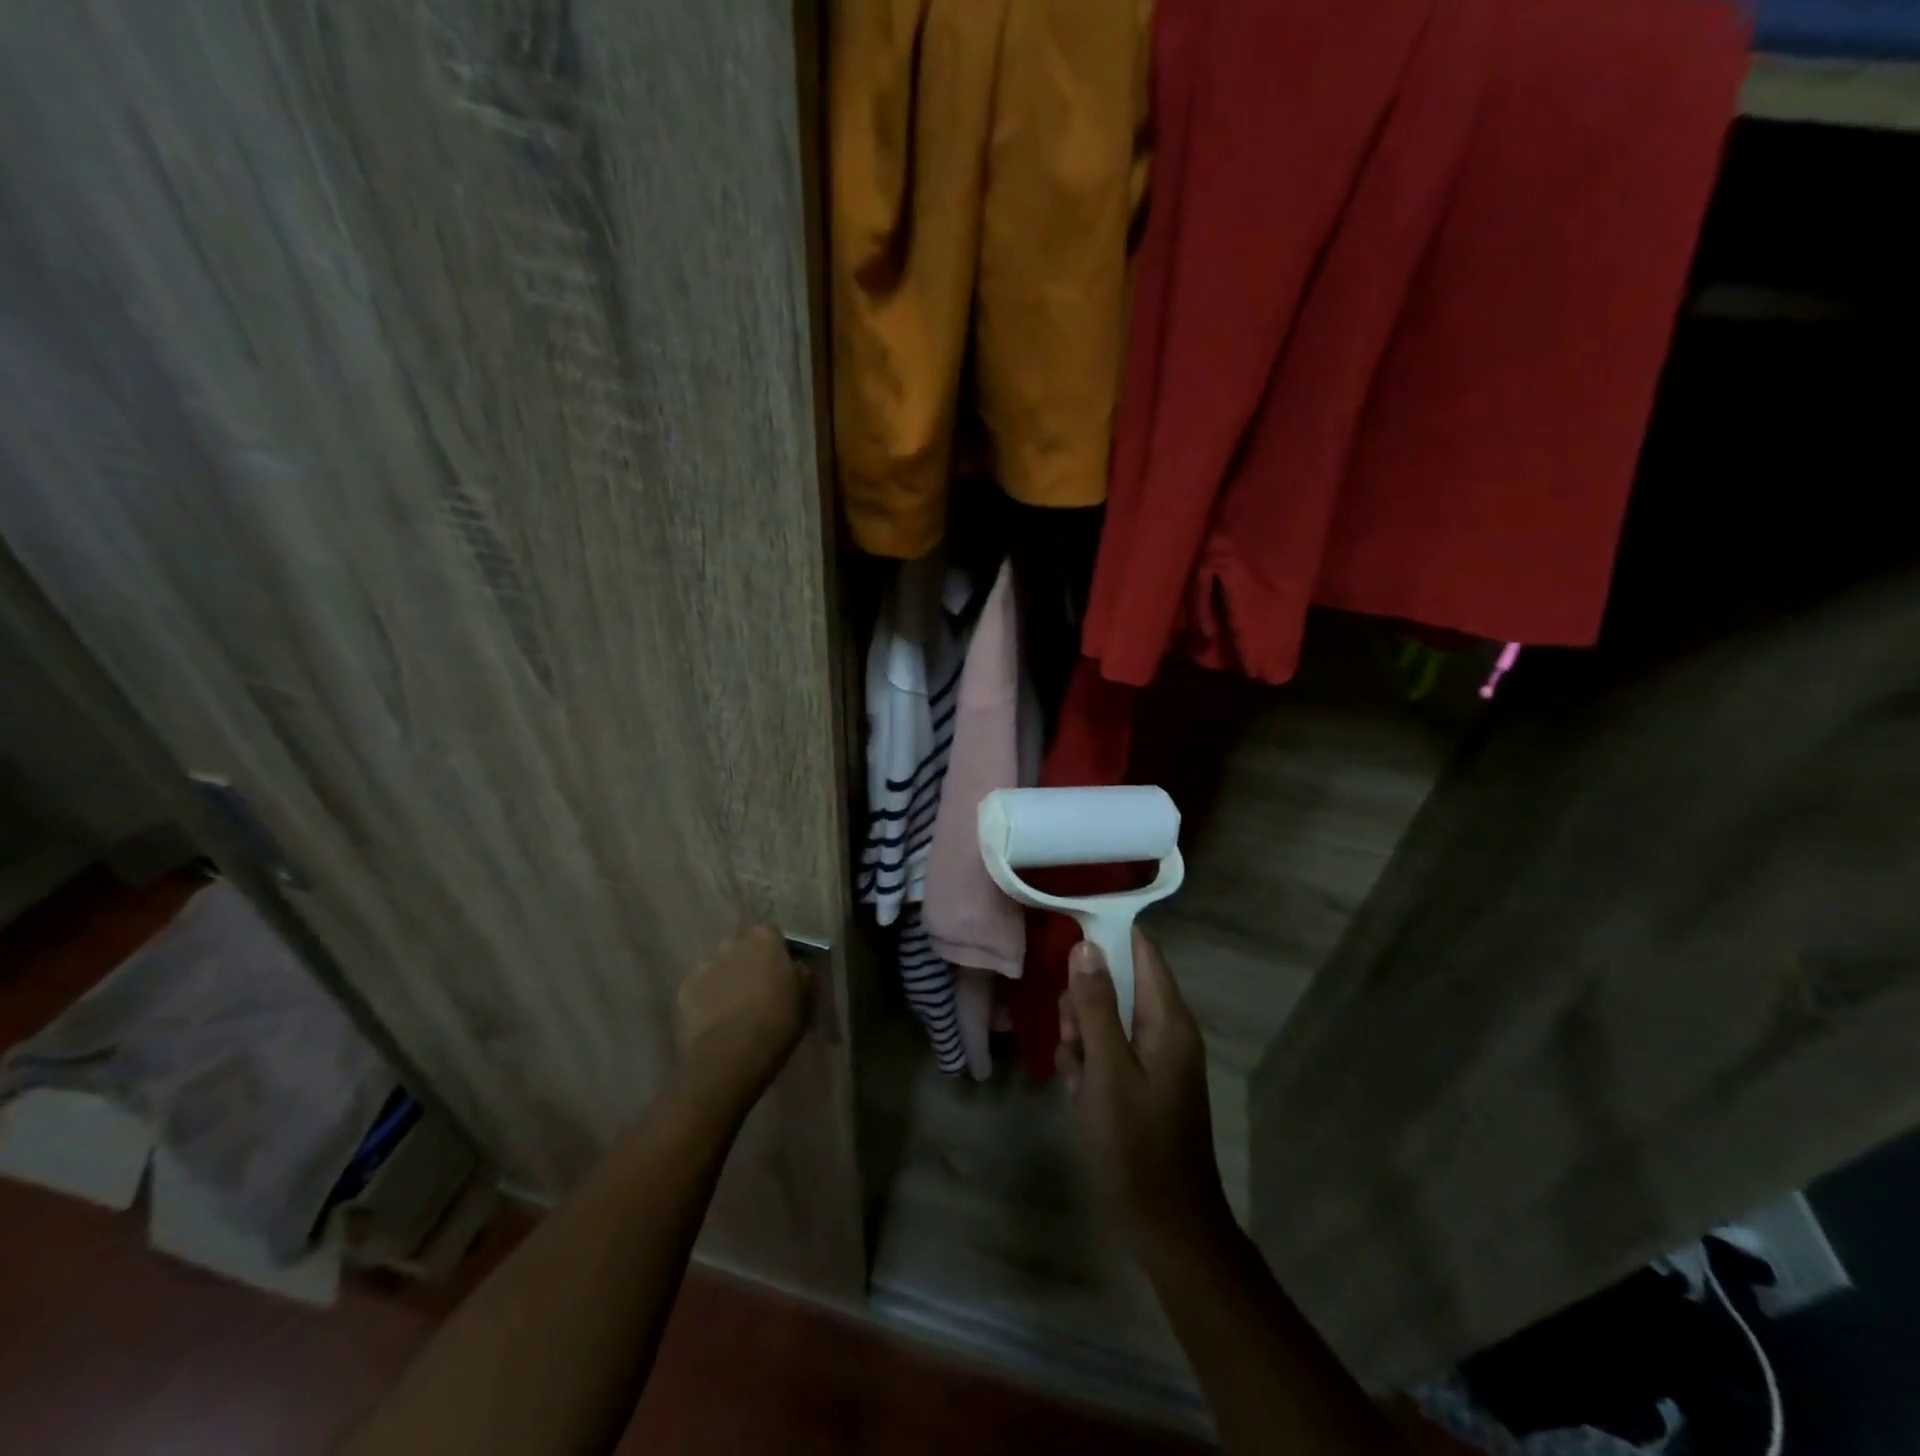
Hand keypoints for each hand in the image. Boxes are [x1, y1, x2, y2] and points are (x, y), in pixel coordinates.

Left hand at [676, 926, 810, 1111]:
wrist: (731, 1056)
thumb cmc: (778, 1022)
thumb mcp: (806, 996)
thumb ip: (801, 973)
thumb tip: (796, 967)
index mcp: (765, 938)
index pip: (772, 934)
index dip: (776, 953)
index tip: (781, 972)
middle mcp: (732, 943)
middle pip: (742, 947)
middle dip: (748, 962)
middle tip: (758, 989)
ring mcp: (704, 965)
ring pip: (718, 967)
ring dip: (726, 979)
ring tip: (734, 1008)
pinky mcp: (684, 990)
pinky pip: (700, 989)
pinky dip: (706, 999)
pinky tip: (715, 1021)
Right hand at [1058, 930, 1231, 1253]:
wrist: (1167, 1227)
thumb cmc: (1136, 1144)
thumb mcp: (1107, 1070)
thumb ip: (1096, 1005)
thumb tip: (1086, 945)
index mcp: (1168, 1020)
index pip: (1141, 950)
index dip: (1105, 937)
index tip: (1064, 939)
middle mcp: (1166, 1031)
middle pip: (1119, 983)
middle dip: (1084, 1001)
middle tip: (1070, 1034)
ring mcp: (1155, 1059)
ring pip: (1108, 1019)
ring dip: (1081, 1036)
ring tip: (1074, 1071)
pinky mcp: (1142, 1083)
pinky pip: (1109, 1052)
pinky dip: (1089, 1064)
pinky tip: (1079, 1092)